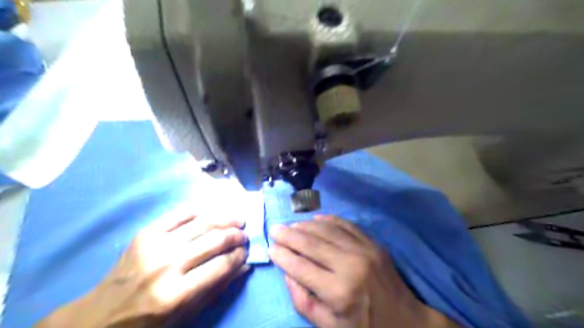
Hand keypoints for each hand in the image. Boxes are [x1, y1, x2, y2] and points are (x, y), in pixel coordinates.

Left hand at [38, 210, 247, 327]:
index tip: (246, 252)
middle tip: (244, 235)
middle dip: (236, 236)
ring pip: (202, 222)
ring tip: (237, 221)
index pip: (221, 266)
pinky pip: (181, 213)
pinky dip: (201, 210)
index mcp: (176, 294)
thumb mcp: (186, 316)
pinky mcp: (146, 232)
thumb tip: (245, 266)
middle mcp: (167, 265)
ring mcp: (155, 245)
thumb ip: (218, 288)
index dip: (239, 255)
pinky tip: (213, 213)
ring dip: (225, 219)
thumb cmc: (147, 322)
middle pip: (214, 240)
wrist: (100, 316)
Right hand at [268, 215, 460, 327]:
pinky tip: (315, 219)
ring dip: (305, 226)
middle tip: (275, 229)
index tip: (271, 248)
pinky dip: (328, 220)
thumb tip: (287, 274)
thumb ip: (304, 302)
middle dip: (289, 235)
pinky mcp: (373, 243)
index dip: (283, 256)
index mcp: (339, 291)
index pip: (301, 267)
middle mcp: (351, 265)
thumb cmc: (365, 327)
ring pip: (327, 230)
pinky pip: (345, 225)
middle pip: (312, 243)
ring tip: (291, 225)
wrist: (407, 321)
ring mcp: (364, 250)